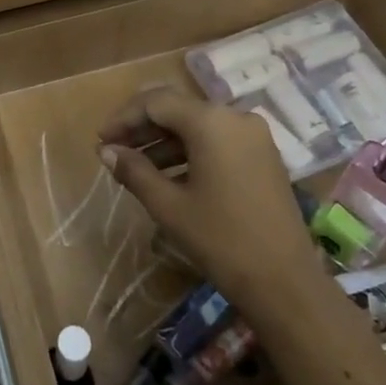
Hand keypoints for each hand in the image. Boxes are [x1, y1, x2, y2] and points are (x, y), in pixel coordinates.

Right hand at [98, 86, 324, 320]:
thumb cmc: (220, 240)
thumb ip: (134, 171)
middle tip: (113, 149)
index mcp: (210, 121)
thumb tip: (106, 151)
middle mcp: (234, 116)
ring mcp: (253, 135)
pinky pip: (217, 139)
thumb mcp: (169, 206)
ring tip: (134, 166)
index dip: (124, 118)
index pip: (156, 102)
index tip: (100, 140)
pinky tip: (167, 175)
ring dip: (164, 140)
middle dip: (142, 127)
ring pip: (197, 125)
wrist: (285, 282)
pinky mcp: (263, 155)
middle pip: (177, 108)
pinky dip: (189, 151)